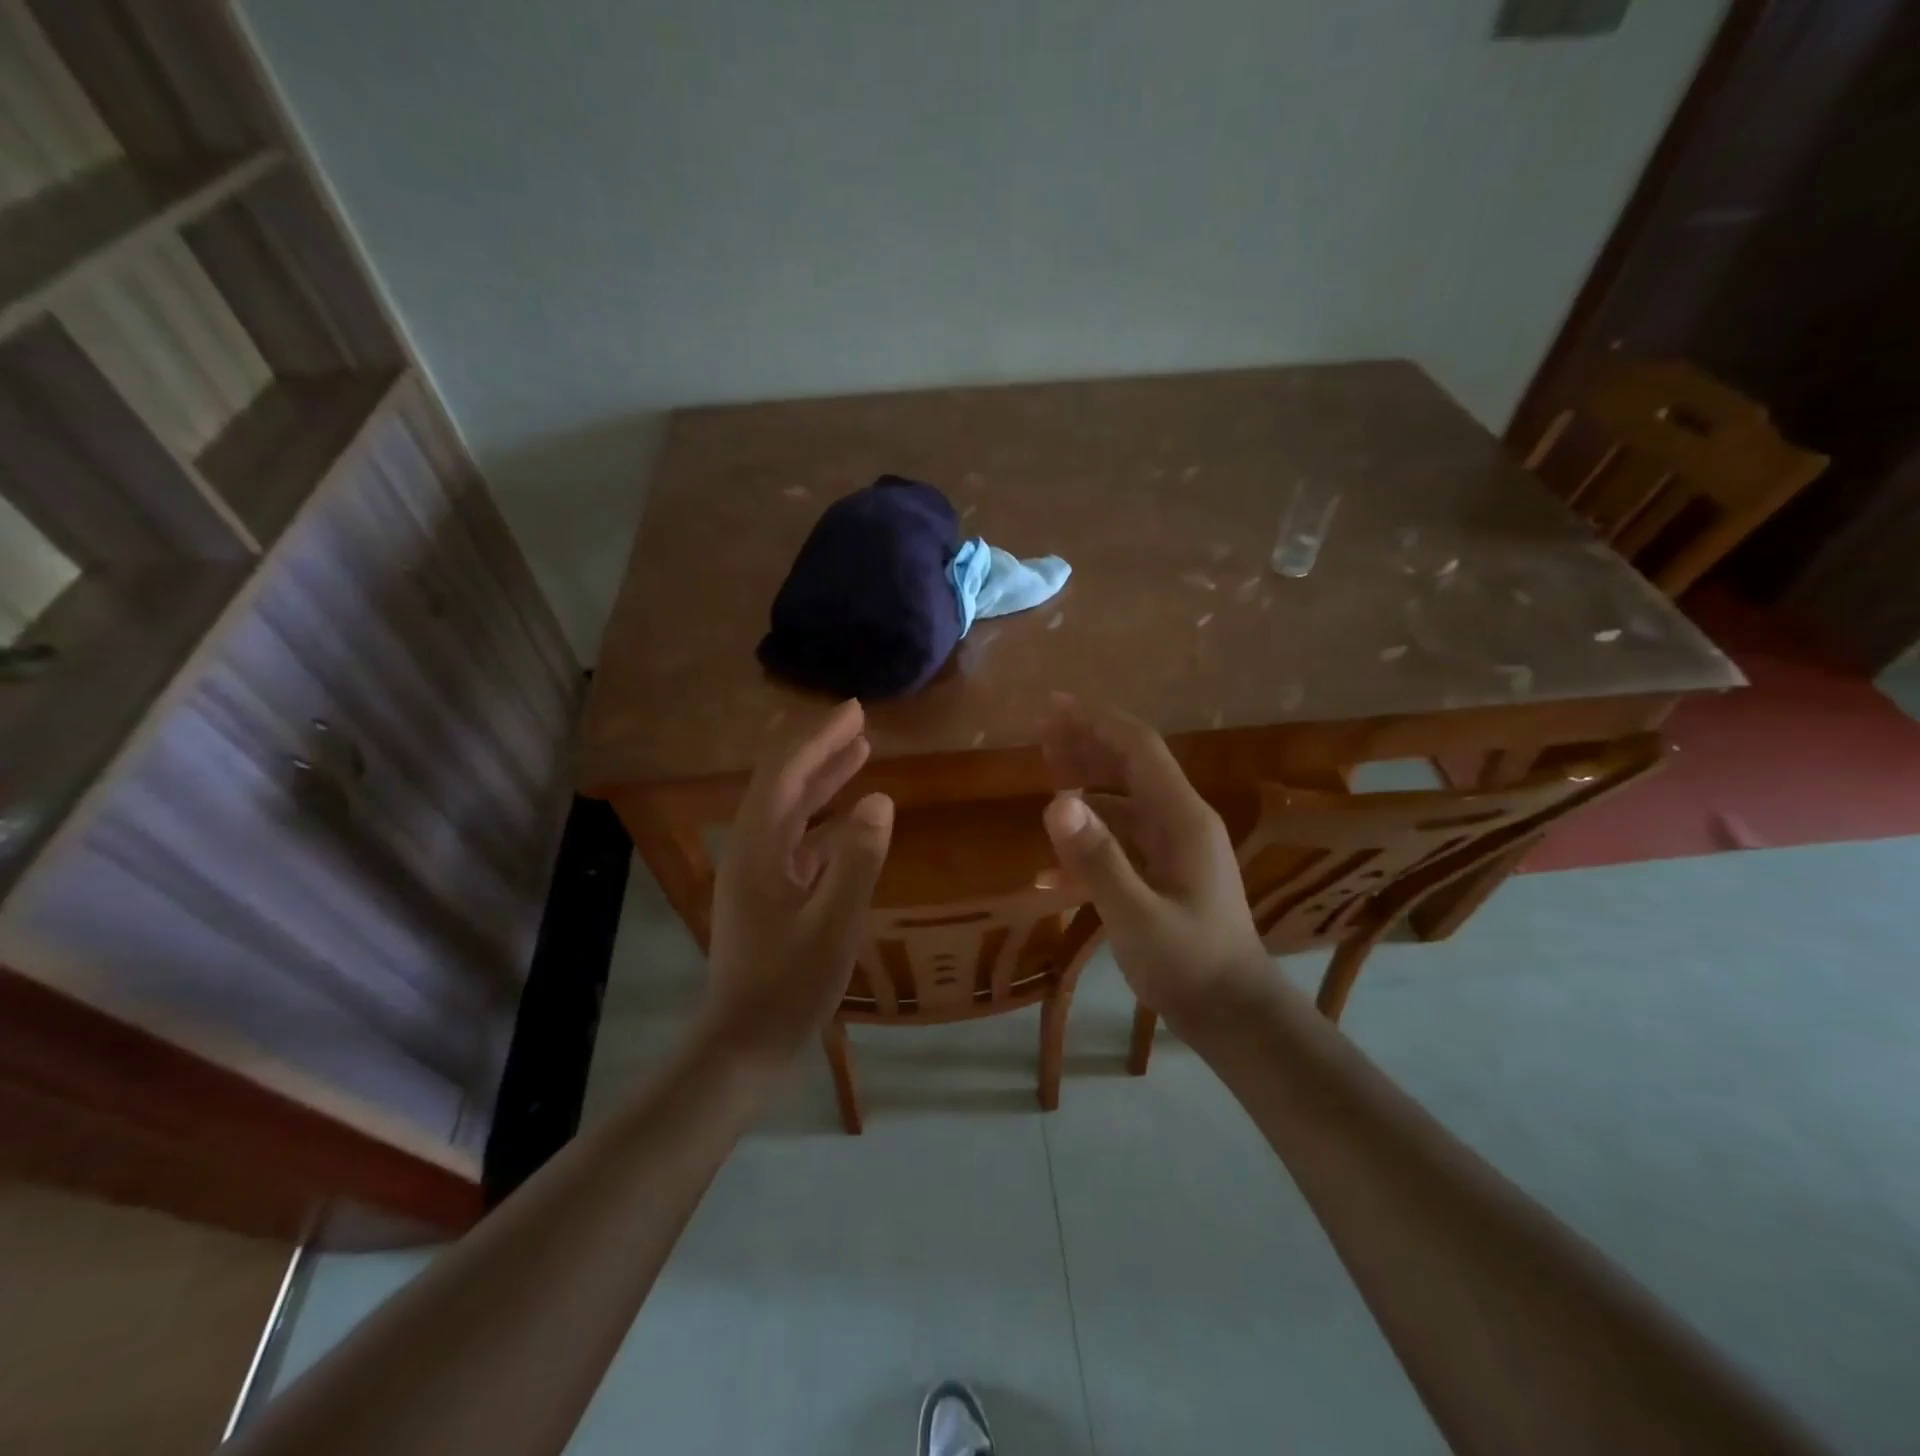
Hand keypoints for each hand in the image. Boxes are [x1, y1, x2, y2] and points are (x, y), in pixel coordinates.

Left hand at [705, 700, 893, 1059]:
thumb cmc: (789, 986)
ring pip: (792, 809)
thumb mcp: (834, 924)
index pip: (785, 773)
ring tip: (860, 752)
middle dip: (820, 748)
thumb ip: (857, 860)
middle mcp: (752, 849)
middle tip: (859, 722)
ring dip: (824, 779)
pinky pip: (799, 839)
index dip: (818, 737)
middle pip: (784, 783)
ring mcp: (759, 872)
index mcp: (758, 848)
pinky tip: (852, 818)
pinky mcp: (770, 892)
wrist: (746, 1042)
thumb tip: (880, 800)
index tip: (855, 712)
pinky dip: (826, 818)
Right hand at [1040, 696, 1271, 1020]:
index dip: (1096, 721)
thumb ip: (1099, 860)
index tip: (1053, 706)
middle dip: (1088, 741)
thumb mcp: (1138, 917)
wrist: (1234, 1014)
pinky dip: (1091, 829)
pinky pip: (1124, 834)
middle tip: (1040, 730)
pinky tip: (1055, 853)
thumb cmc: (1190, 966)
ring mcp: (1175, 846)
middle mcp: (1181, 821)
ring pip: (1126, 796)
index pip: (1138, 748)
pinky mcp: (1166, 870)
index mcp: (1182, 818)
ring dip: (1088, 777)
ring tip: (1046, 767)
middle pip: (1132, 764)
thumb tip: (1057, 802)